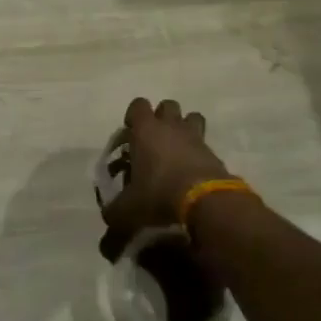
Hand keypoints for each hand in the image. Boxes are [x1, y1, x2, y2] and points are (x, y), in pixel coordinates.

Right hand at [101, 97, 231, 244]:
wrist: (204, 200)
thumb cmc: (159, 193)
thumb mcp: (129, 207)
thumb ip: (115, 209)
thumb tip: (108, 216)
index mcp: (146, 130)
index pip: (138, 104)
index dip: (133, 116)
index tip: (131, 133)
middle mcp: (170, 126)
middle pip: (167, 105)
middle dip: (161, 117)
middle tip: (154, 140)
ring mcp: (195, 136)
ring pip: (191, 117)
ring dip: (184, 127)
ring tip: (177, 149)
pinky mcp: (213, 152)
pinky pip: (204, 142)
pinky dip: (198, 151)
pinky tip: (192, 170)